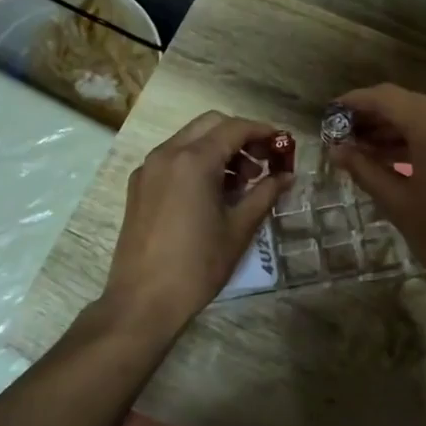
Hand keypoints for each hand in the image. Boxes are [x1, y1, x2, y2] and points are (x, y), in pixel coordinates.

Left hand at [101, 112, 290, 335]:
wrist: (142, 301)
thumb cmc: (197, 265)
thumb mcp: (239, 229)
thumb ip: (265, 194)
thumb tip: (286, 176)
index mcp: (193, 161)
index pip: (234, 128)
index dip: (263, 131)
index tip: (283, 144)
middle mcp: (167, 154)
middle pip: (210, 125)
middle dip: (240, 137)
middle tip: (262, 163)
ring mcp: (148, 169)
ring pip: (190, 139)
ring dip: (218, 150)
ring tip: (241, 184)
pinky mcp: (138, 186)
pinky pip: (173, 159)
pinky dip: (197, 163)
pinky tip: (213, 194)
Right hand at [327, 84, 425, 303]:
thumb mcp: (396, 202)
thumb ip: (364, 169)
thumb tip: (336, 150)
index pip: (387, 98)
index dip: (355, 102)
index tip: (330, 113)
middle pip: (407, 103)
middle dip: (373, 117)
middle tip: (342, 136)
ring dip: (395, 129)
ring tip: (362, 149)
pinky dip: (419, 138)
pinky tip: (396, 156)